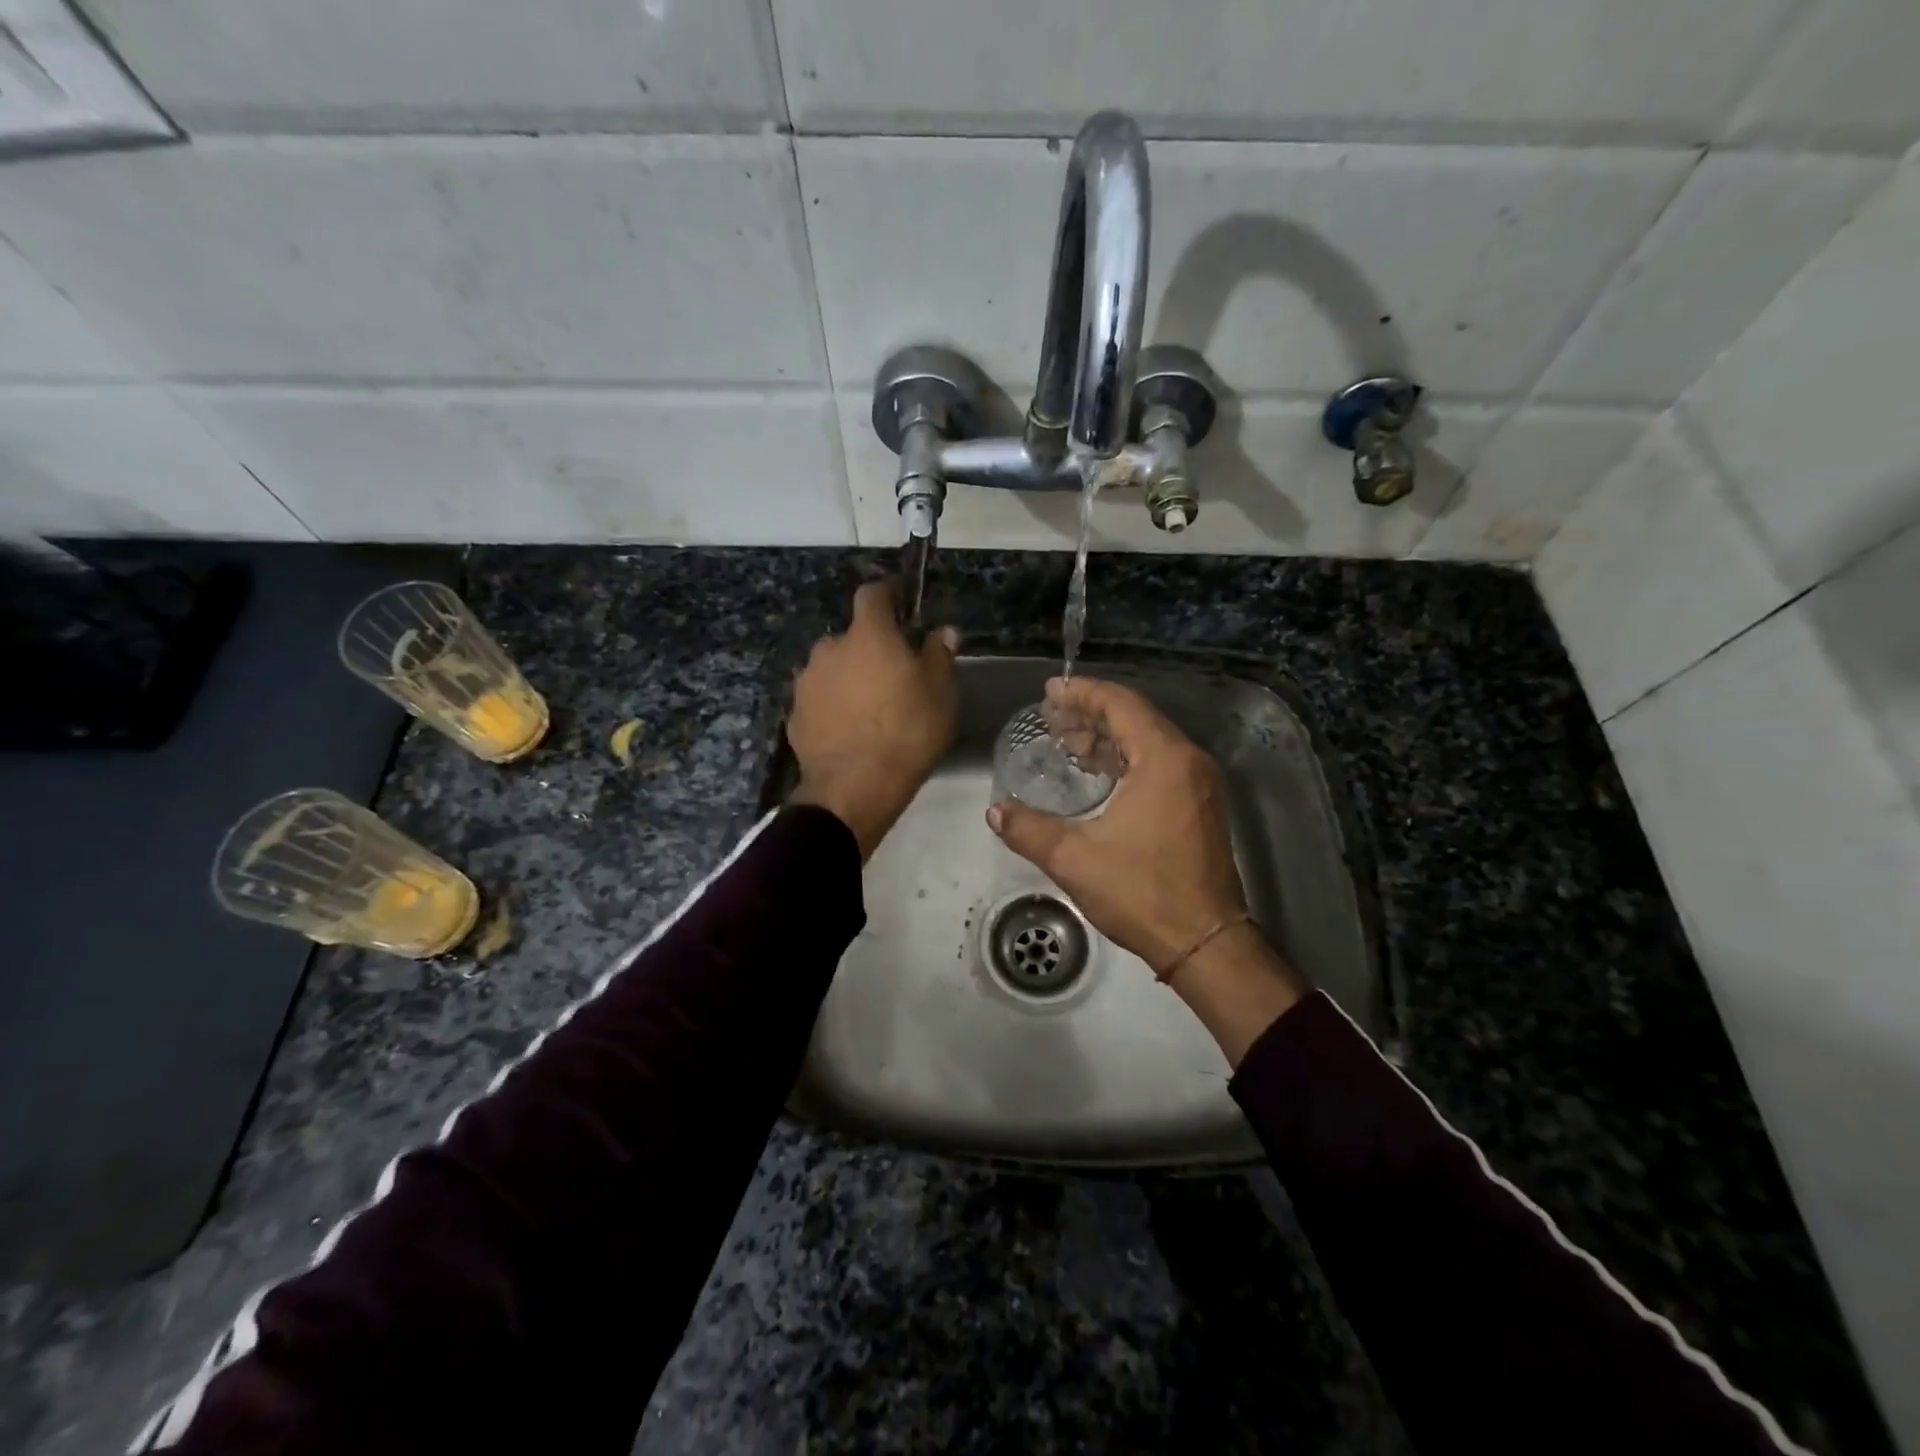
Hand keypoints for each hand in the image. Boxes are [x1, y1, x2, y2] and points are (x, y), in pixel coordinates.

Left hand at [788, 580, 958, 859]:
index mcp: (868, 636)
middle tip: (892, 675)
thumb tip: (943, 631)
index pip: (872, 594)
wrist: (854, 788)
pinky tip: (849, 731)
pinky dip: (834, 706)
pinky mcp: (795, 714)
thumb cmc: (907, 733)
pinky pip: (820, 700)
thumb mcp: (940, 694)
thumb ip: (939, 655)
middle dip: (869, 648)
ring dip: (849, 677)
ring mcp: (807, 682)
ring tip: (869, 708)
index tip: (900, 602)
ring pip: (833, 669)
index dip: (887, 593)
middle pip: (852, 637)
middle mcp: (830, 649)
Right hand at [987, 675, 1248, 971]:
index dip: (1082, 693)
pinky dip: (1126, 758)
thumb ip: (1029, 829)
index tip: (1050, 691)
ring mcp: (1200, 784)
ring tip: (1066, 741)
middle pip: (1136, 718)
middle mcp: (1189, 761)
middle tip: (1051, 716)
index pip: (1121, 705)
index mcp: (1164, 760)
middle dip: (1091, 713)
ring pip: (1149, 741)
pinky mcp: (1201, 806)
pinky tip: (1097, 772)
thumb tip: (996, 811)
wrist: (1205, 943)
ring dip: (1108, 736)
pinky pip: (1161, 763)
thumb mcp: (1075, 859)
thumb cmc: (1142, 893)